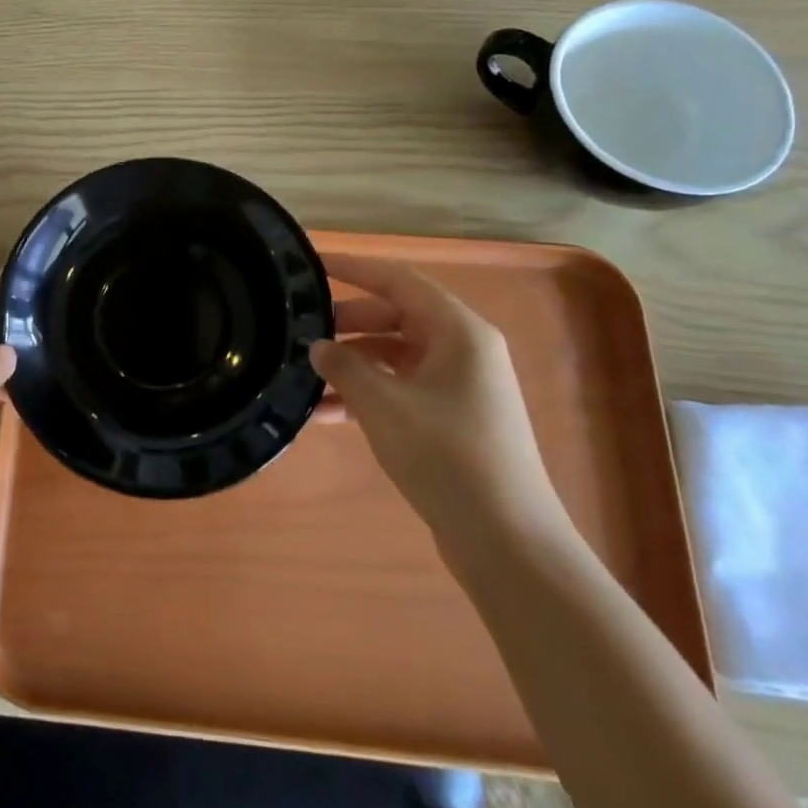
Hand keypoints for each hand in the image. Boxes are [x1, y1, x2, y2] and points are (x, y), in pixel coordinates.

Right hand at [310, 253, 564, 544]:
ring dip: (351, 366)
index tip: (312, 265)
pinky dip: (366, 396)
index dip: (354, 269)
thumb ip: (344, 368)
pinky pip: (400, 390)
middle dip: (346, 324)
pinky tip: (324, 416)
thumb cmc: (447, 457)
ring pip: (394, 357)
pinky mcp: (452, 420)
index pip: (398, 280)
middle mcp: (463, 350)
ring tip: (304, 378)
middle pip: (395, 317)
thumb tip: (318, 347)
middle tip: (300, 332)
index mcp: (458, 331)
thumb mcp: (384, 406)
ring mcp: (459, 386)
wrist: (507, 542)